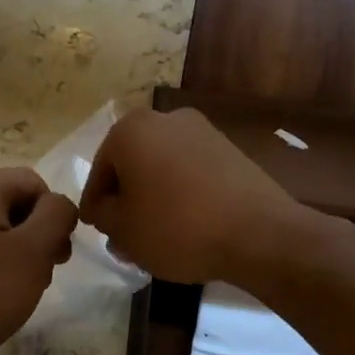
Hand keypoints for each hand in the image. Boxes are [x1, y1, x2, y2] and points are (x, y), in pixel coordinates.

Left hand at [0, 167, 77, 354]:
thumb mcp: (32, 254)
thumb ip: (56, 216)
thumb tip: (58, 204)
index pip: (35, 184)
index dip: (54, 219)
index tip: (56, 260)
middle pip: (11, 202)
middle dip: (34, 236)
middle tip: (39, 278)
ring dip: (12, 252)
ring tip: (12, 291)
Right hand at [79, 106, 304, 286]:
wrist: (258, 233)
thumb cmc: (177, 227)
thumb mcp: (123, 230)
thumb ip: (102, 214)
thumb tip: (104, 208)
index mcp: (130, 130)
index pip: (99, 171)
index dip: (95, 204)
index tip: (96, 229)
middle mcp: (165, 119)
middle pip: (132, 164)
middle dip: (126, 199)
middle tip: (124, 235)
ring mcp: (202, 131)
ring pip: (162, 168)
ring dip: (154, 197)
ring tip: (155, 236)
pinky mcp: (229, 149)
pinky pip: (191, 172)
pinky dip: (182, 194)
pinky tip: (185, 226)